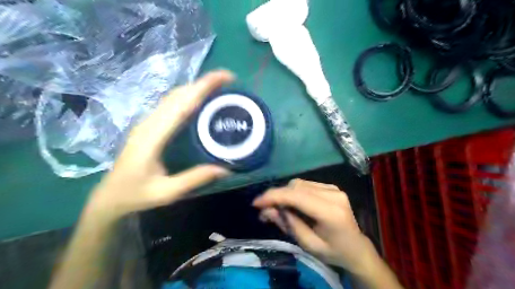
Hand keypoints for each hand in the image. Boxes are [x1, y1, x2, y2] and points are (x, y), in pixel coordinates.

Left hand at [87, 70, 233, 220]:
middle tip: (228, 80)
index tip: (225, 77)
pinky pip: (171, 104)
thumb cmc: (136, 194)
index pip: (181, 104)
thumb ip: (195, 178)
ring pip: (174, 96)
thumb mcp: (167, 192)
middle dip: (203, 82)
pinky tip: (200, 100)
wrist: (110, 196)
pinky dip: (188, 96)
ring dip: (196, 87)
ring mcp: (148, 122)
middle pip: (178, 94)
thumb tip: (226, 168)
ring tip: (218, 87)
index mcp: (152, 136)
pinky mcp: (150, 125)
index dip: (203, 87)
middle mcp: (149, 123)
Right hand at [253, 178, 376, 274]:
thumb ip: (288, 224)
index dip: (274, 197)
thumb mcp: (308, 244)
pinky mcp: (331, 187)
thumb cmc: (333, 251)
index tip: (256, 203)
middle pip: (296, 187)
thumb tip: (267, 210)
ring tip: (278, 209)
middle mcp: (333, 194)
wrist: (356, 247)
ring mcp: (333, 188)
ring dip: (285, 194)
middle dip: (277, 196)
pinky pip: (306, 185)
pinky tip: (292, 204)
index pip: (297, 197)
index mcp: (330, 212)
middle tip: (265, 210)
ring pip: (299, 183)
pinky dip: (294, 192)